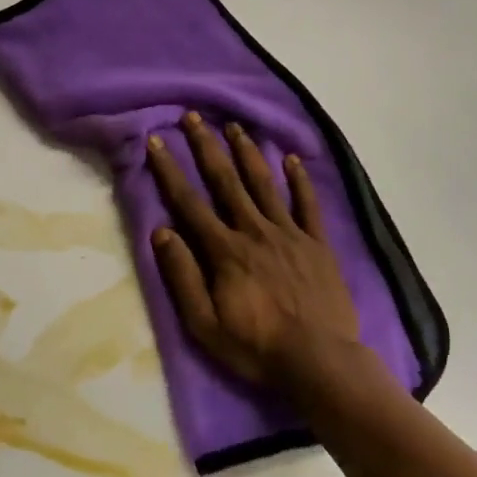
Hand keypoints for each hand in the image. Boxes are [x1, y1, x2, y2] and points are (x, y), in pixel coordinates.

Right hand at [145, 112, 360, 387]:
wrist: (320, 361)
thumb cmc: (257, 347)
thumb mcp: (204, 324)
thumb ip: (182, 276)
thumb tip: (161, 232)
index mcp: (225, 250)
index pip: (189, 202)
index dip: (170, 170)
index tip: (156, 141)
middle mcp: (255, 231)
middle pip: (226, 181)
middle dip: (207, 146)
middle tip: (194, 116)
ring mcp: (289, 234)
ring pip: (264, 183)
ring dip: (247, 152)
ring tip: (235, 125)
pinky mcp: (317, 244)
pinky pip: (307, 204)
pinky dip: (299, 179)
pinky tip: (291, 158)